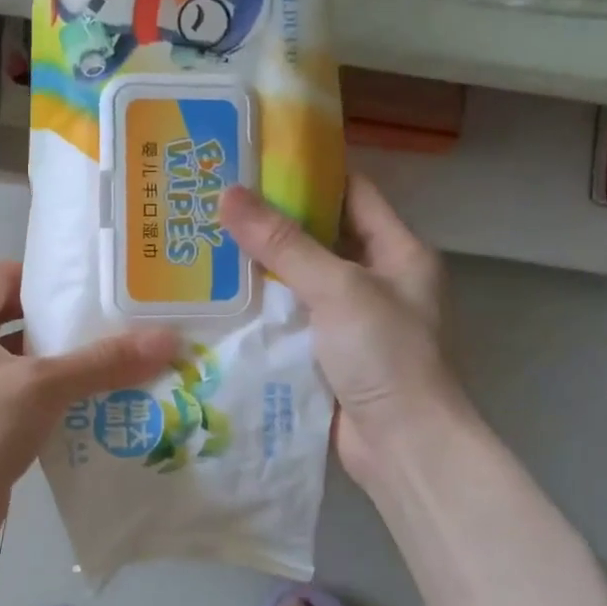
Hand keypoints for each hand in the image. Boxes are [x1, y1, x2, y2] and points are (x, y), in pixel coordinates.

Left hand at [0, 261, 178, 579]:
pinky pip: (29, 403)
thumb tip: (169, 339)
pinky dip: (61, 403)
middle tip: (124, 325)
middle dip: (70, 325)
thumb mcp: (41, 386)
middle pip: (21, 322)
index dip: (48, 277)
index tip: (97, 285)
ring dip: (70, 368)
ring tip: (127, 365)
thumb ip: (103, 362)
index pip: (5, 276)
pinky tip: (104, 409)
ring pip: (28, 367)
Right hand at [220, 175, 456, 492]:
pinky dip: (259, 309)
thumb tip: (229, 193)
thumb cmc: (385, 355)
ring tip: (203, 243)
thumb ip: (284, 243)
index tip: (256, 160)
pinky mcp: (325, 354)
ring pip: (298, 281)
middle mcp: (376, 280)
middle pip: (319, 237)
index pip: (352, 193)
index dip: (309, 172)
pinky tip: (218, 298)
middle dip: (271, 222)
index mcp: (397, 252)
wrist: (403, 446)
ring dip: (259, 268)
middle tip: (215, 203)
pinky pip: (288, 320)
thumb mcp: (338, 288)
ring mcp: (350, 320)